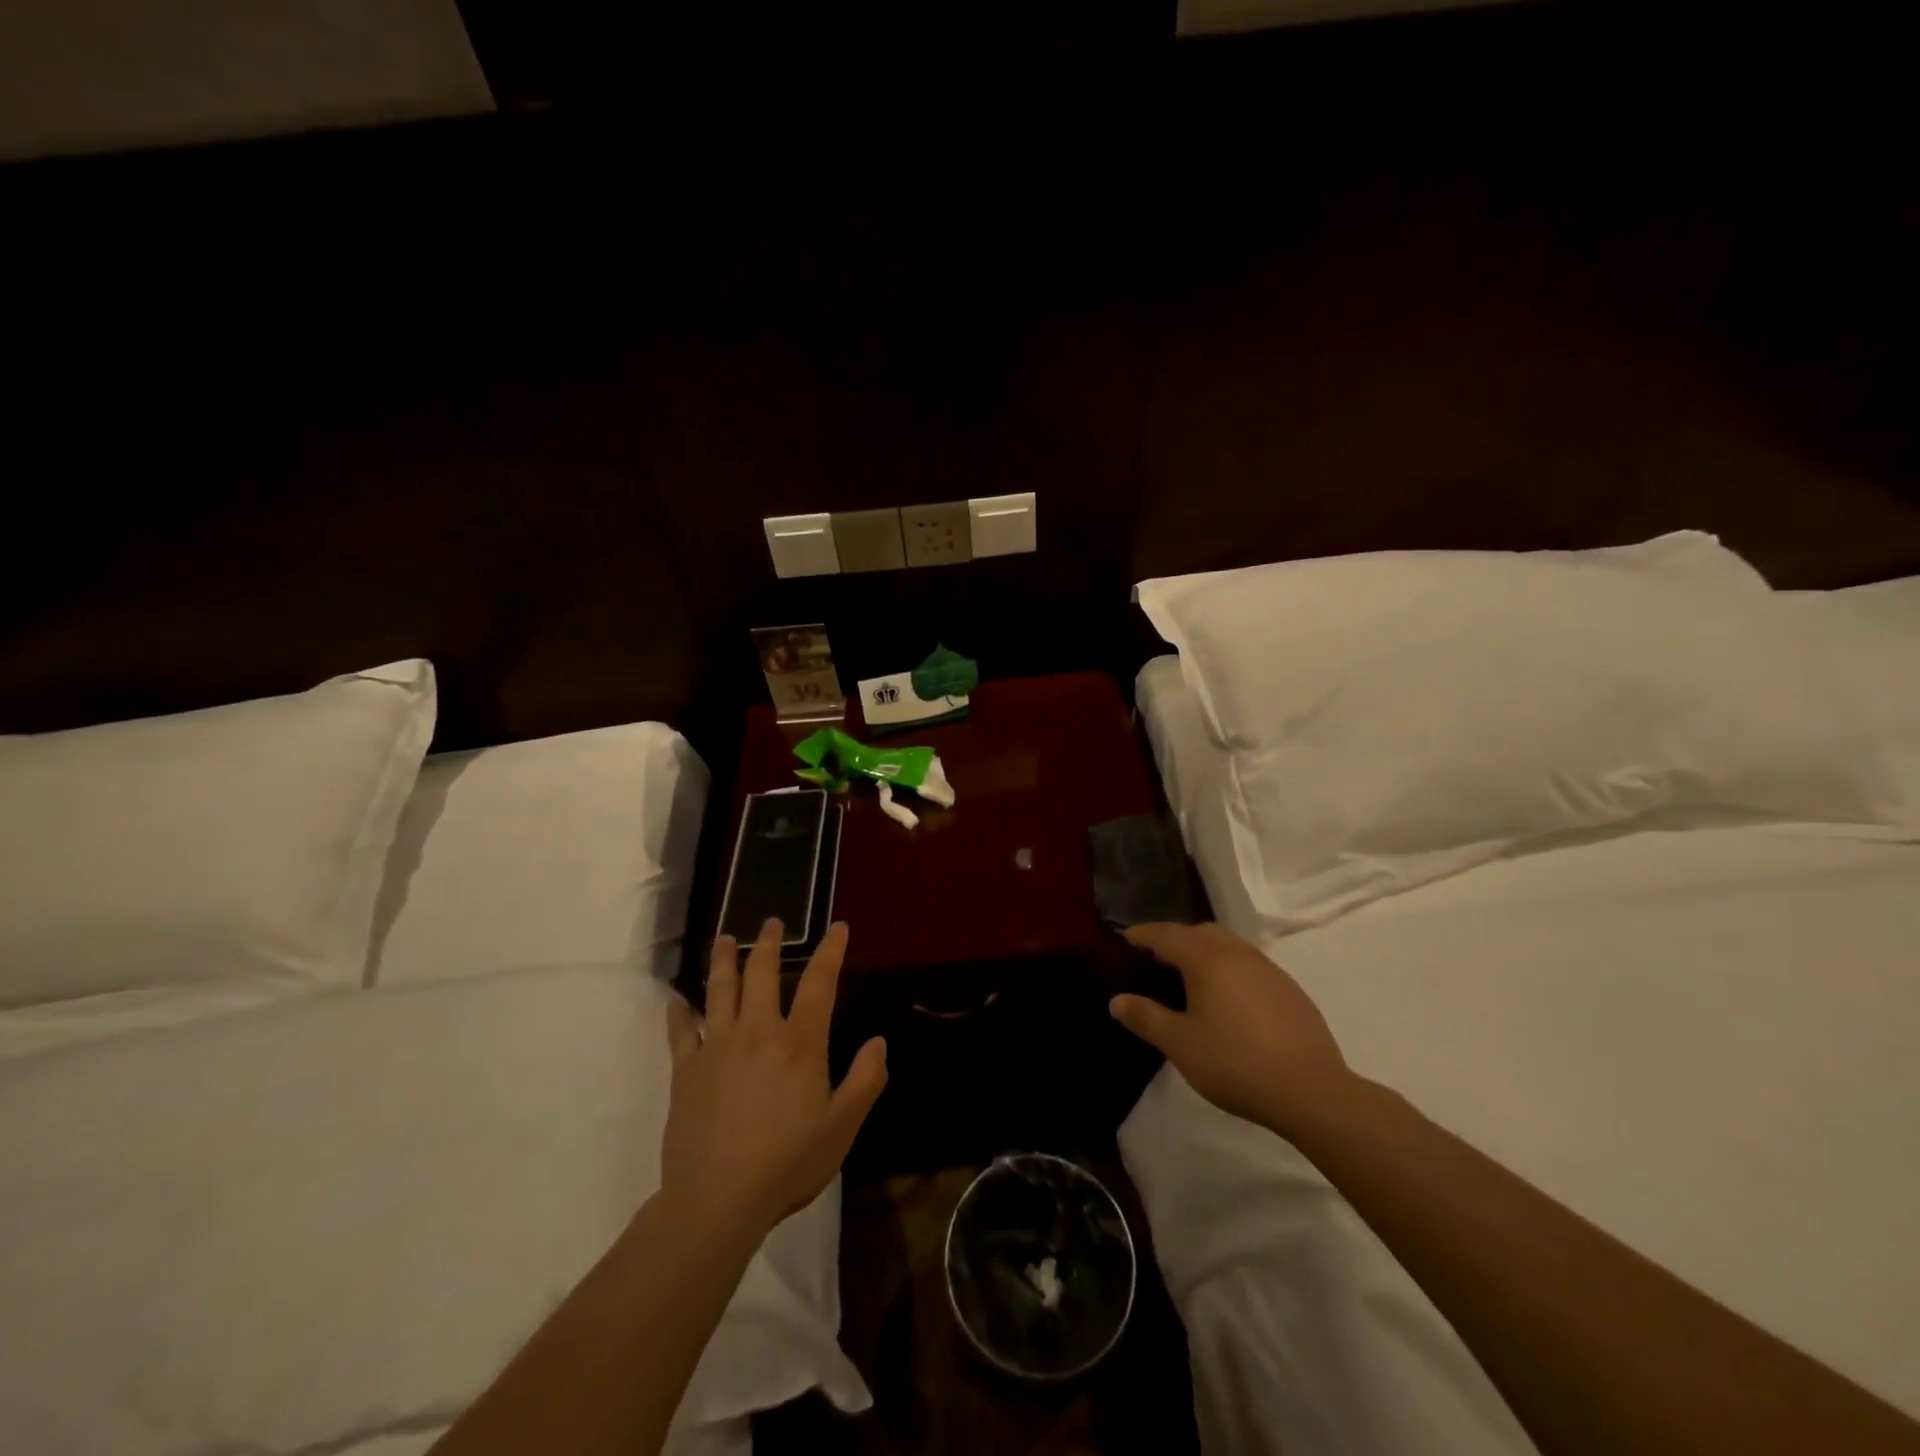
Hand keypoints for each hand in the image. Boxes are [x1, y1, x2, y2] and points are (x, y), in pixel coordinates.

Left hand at [662, 919, 886, 1235]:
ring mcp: (717, 1048)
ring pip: (719, 991)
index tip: (837, 927)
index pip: (819, 983)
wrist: (717, 1201)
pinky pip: (680, 1032)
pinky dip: (678, 1012)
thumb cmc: (787, 1163)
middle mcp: (758, 1032)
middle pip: (762, 974)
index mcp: (799, 1043)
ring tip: (724, 939)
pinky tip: (676, 1000)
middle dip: (769, 944)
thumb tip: (878, 1042)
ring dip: (723, 961)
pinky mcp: (685, 1071)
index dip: (830, 951)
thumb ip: (865, 1080)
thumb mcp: (842, 1127)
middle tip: (772, 923)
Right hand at [1111, 922, 1354, 1137]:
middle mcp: (1237, 953)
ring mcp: (1268, 969)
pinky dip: (1230, 968)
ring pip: (1228, 945)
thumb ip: (1145, 1018)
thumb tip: (1116, 1000)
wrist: (1311, 1092)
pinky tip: (1229, 999)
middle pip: (1200, 932)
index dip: (1143, 934)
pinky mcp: (1289, 989)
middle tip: (1156, 959)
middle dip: (1176, 939)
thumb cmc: (1235, 1063)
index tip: (1125, 938)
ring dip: (1205, 951)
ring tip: (1191, 978)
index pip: (1166, 935)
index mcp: (1207, 959)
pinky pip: (1250, 964)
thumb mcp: (1180, 1044)